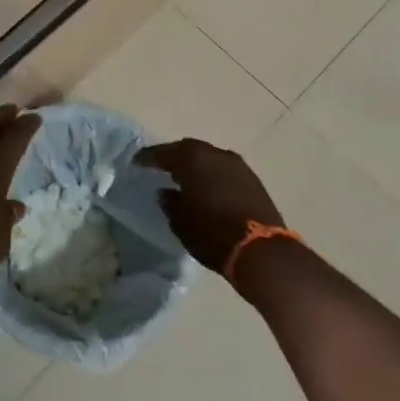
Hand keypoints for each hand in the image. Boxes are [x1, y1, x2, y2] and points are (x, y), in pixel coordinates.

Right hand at [136, 138, 285, 276]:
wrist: (262, 251)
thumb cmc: (213, 234)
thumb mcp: (181, 223)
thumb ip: (170, 203)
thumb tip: (166, 192)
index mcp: (193, 159)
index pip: (164, 153)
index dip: (148, 158)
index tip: (137, 162)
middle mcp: (215, 154)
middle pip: (188, 149)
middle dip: (173, 157)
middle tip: (160, 166)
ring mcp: (237, 165)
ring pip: (209, 157)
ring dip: (195, 165)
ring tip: (184, 177)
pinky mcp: (252, 179)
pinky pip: (224, 169)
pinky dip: (212, 174)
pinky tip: (207, 187)